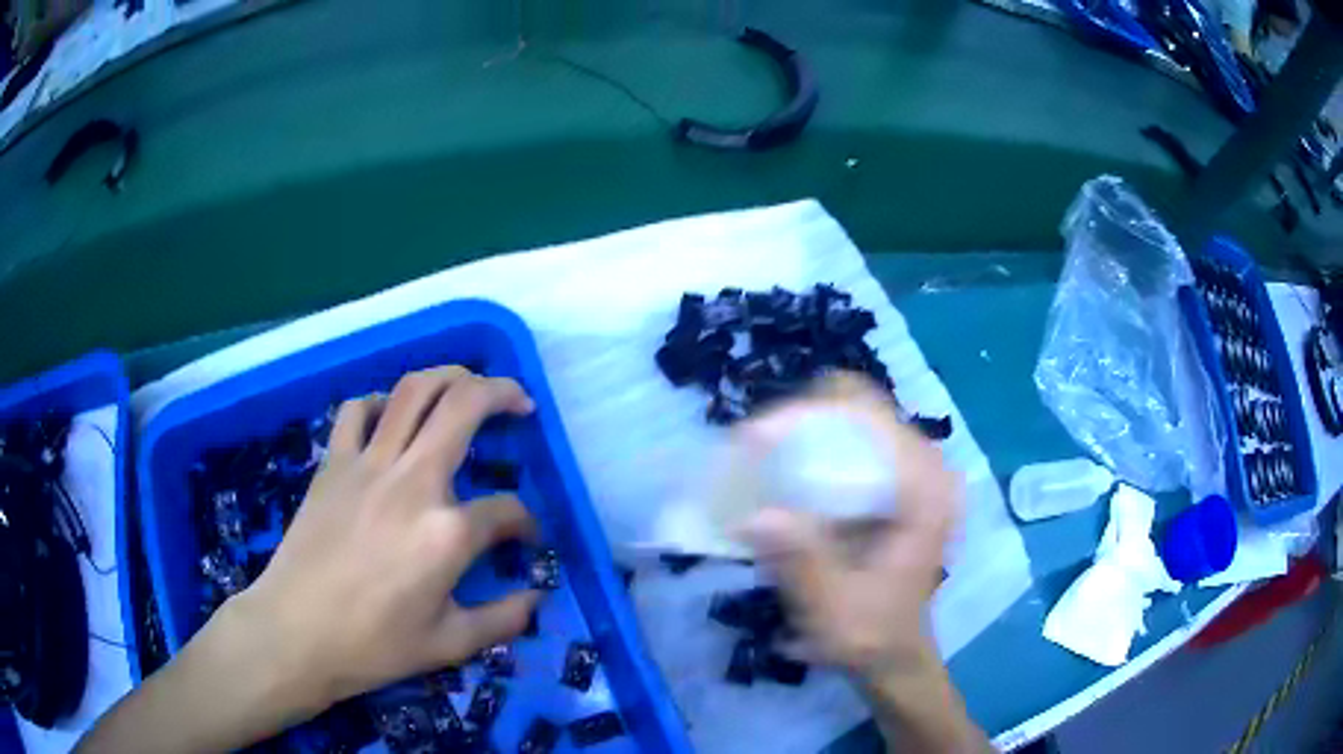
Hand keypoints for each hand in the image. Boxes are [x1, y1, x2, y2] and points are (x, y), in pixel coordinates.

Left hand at [232, 366, 541, 709]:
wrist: (295, 633)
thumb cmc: (373, 645)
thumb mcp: (450, 645)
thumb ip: (503, 619)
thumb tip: (537, 599)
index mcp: (447, 533)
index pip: (507, 510)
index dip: (526, 522)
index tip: (527, 538)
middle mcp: (413, 481)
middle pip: (465, 406)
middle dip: (503, 393)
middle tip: (520, 404)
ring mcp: (368, 465)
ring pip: (414, 391)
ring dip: (449, 376)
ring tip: (466, 385)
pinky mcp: (333, 464)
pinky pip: (357, 411)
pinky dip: (380, 403)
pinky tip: (389, 417)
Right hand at [740, 372, 961, 678]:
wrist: (892, 655)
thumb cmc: (870, 634)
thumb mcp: (833, 608)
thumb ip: (801, 563)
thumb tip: (753, 516)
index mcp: (924, 491)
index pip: (869, 417)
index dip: (809, 415)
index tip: (756, 439)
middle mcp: (925, 469)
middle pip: (859, 407)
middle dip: (799, 419)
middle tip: (750, 447)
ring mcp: (911, 473)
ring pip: (852, 421)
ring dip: (803, 431)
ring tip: (757, 457)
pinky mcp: (894, 485)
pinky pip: (851, 444)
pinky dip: (812, 449)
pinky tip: (781, 474)